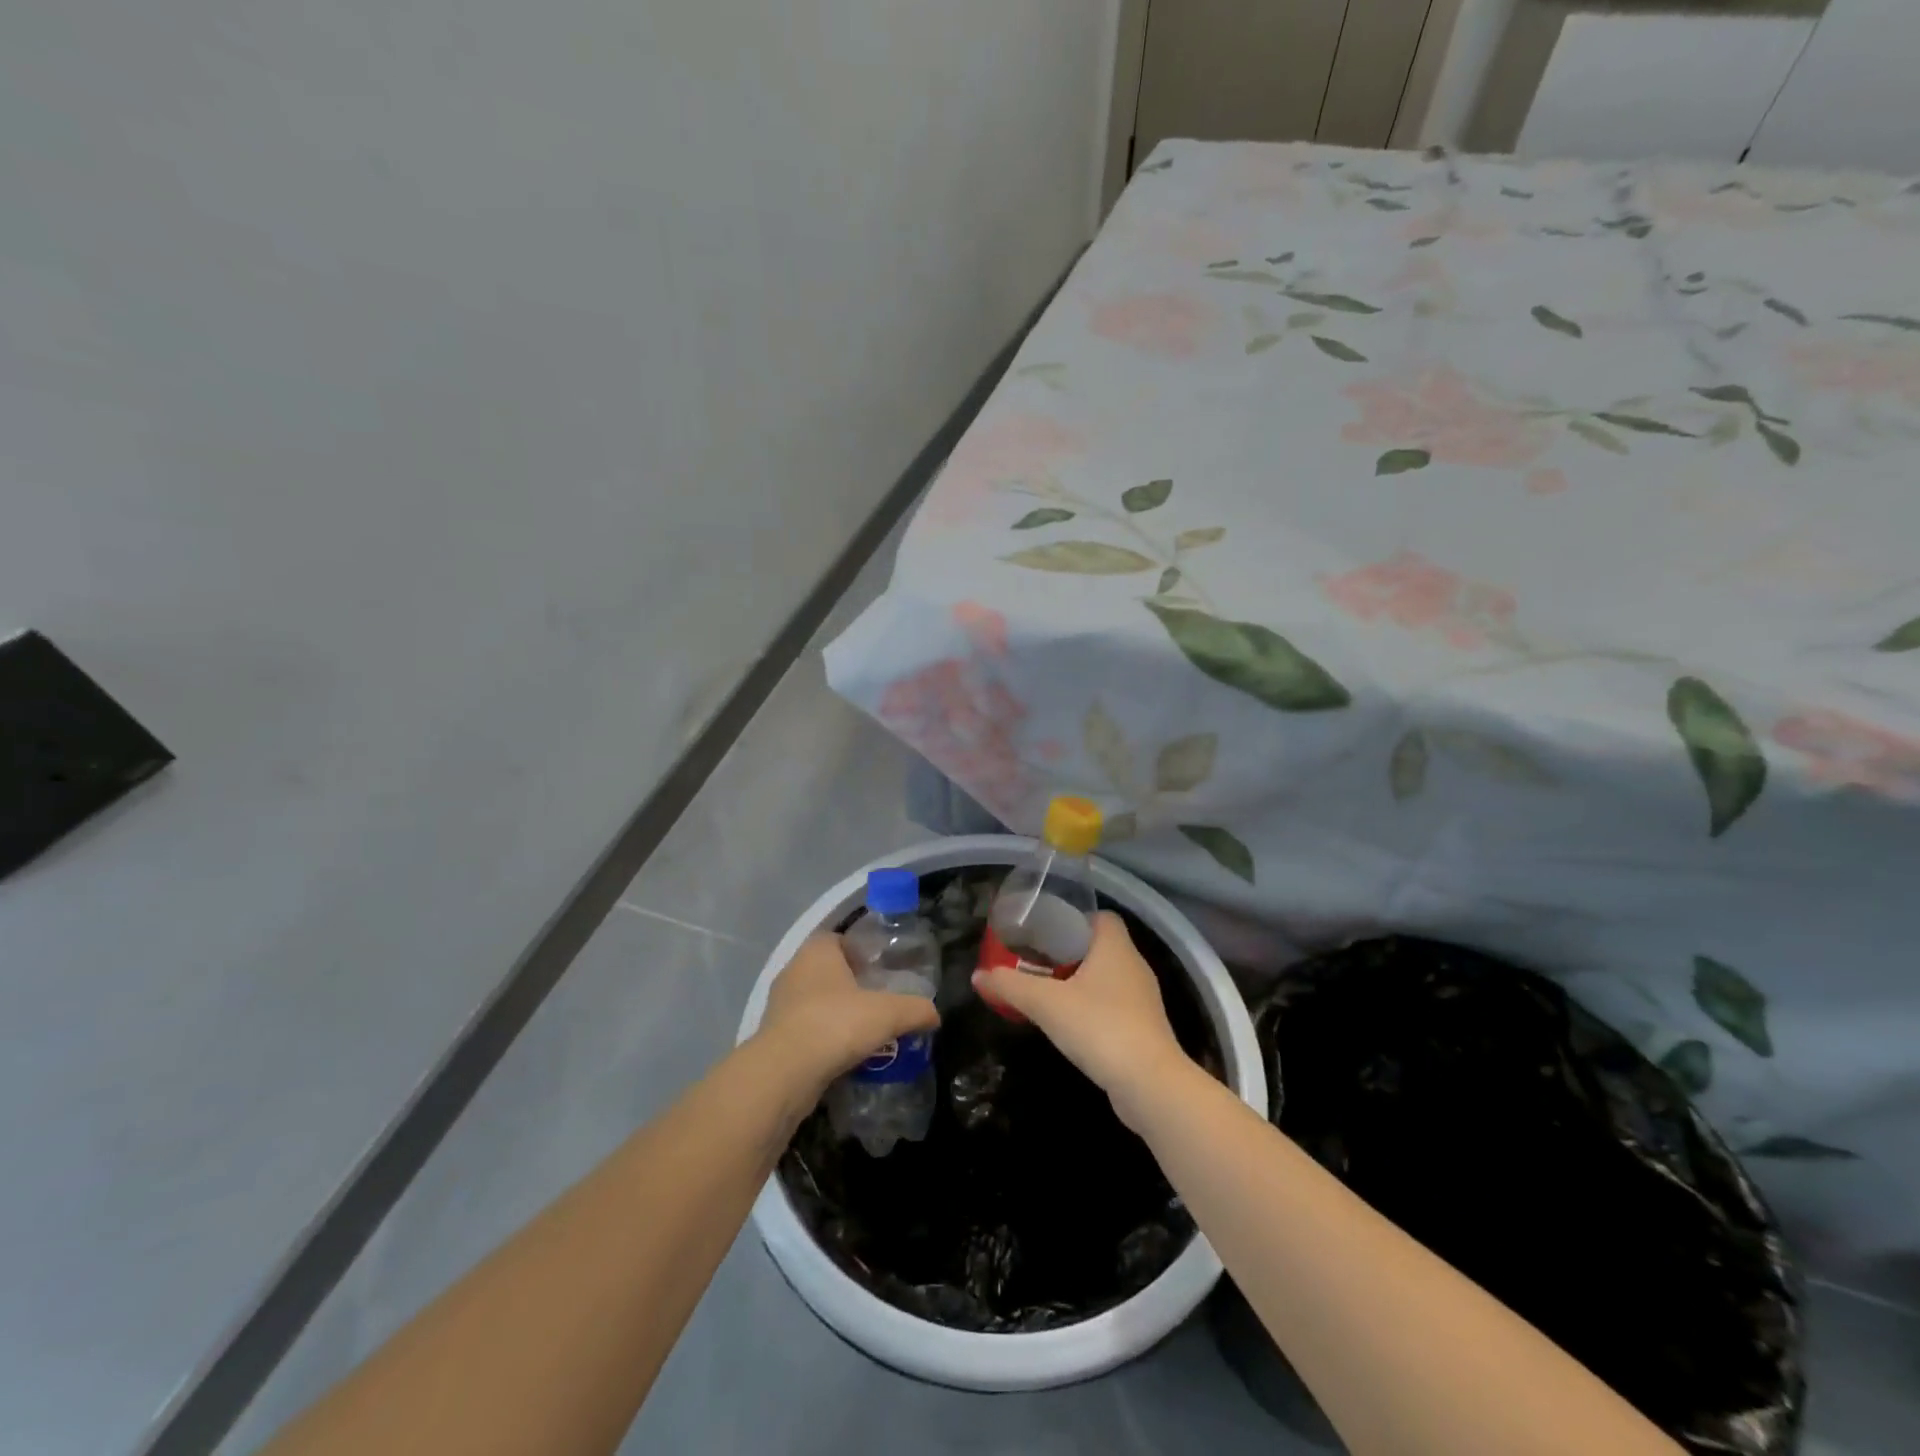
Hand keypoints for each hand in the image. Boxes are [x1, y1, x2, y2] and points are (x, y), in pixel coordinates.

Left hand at [758, 934, 939, 1096]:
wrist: (785, 1073)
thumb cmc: (836, 1024)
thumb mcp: (889, 1013)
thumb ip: (916, 1009)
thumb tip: (935, 1014)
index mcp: (818, 949)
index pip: (843, 940)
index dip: (865, 953)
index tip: (885, 972)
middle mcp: (795, 969)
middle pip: (830, 971)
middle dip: (854, 986)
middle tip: (882, 1002)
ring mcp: (780, 1003)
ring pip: (817, 1002)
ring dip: (838, 1014)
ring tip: (867, 1032)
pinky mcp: (774, 1036)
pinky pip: (807, 1029)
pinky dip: (824, 1038)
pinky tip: (845, 1054)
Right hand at [971, 911, 1192, 1126]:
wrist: (1149, 1084)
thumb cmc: (1099, 1027)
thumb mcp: (1045, 1003)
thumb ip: (1010, 986)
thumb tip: (977, 975)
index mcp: (1116, 947)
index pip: (1101, 916)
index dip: (1073, 919)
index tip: (1045, 932)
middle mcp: (1134, 965)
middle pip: (1100, 946)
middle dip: (1069, 952)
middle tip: (1035, 962)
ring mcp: (1143, 999)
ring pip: (1106, 978)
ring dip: (1079, 982)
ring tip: (1047, 991)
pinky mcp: (1144, 1029)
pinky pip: (1113, 1006)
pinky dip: (1092, 1008)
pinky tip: (1069, 1023)